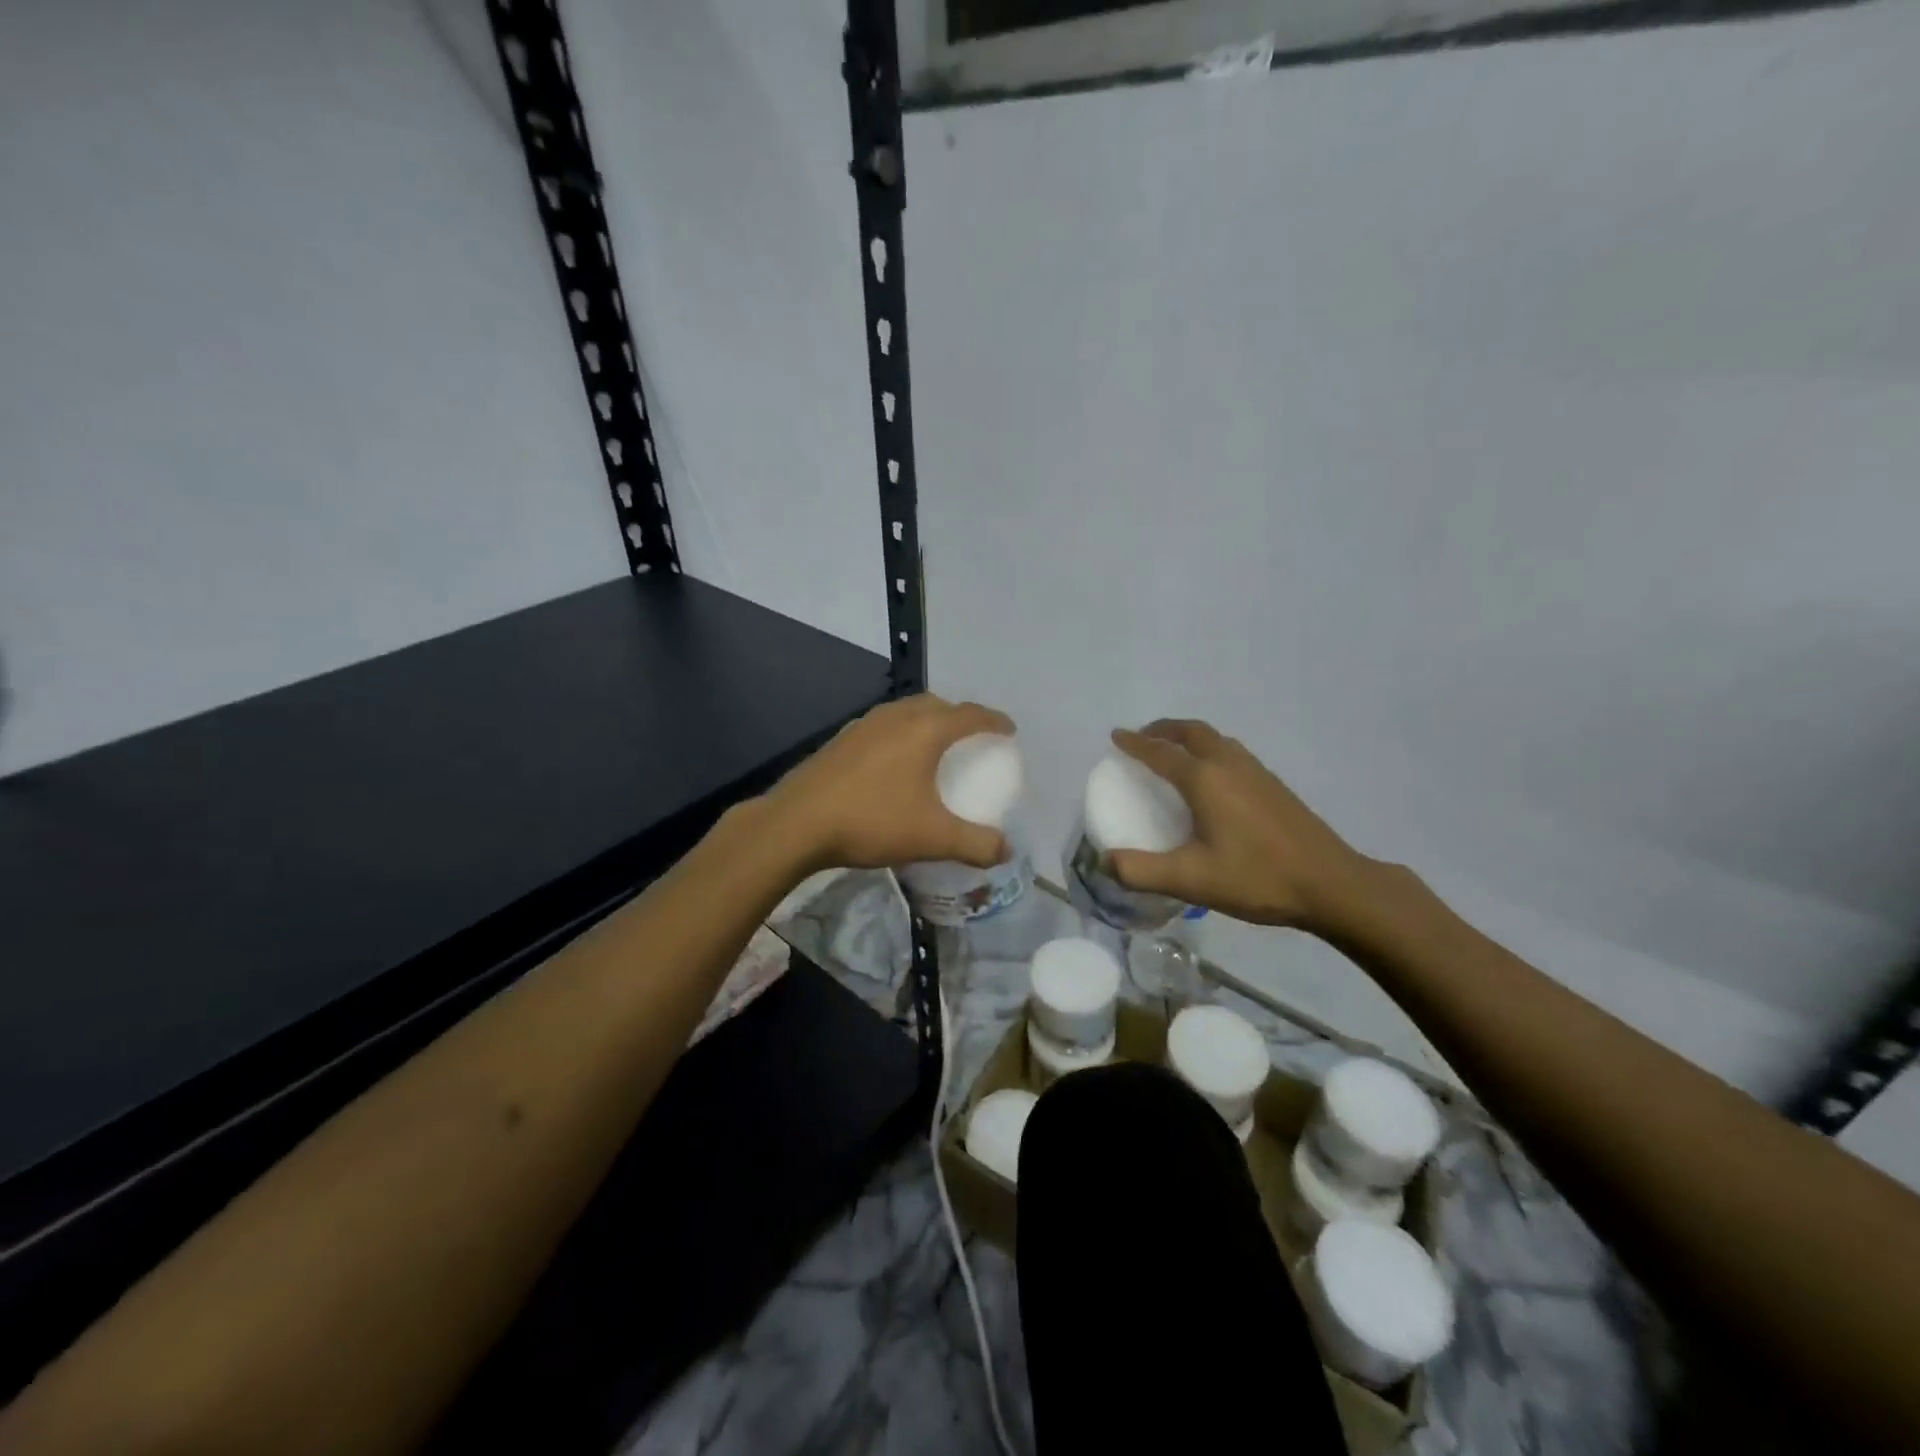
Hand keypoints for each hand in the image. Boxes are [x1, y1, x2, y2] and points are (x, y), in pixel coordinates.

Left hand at [763, 695, 1015, 872]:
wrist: (796, 824)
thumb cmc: (872, 821)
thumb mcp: (932, 838)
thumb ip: (976, 844)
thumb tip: (1006, 850)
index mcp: (925, 730)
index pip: (970, 714)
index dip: (994, 721)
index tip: (1009, 731)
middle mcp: (896, 717)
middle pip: (937, 705)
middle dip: (959, 717)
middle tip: (972, 740)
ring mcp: (864, 724)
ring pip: (906, 712)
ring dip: (927, 722)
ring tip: (934, 748)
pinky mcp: (841, 738)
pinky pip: (883, 726)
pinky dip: (901, 734)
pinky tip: (893, 763)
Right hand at [1105, 720, 1375, 935]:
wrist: (1331, 884)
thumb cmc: (1256, 878)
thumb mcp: (1190, 879)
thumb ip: (1141, 871)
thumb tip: (1103, 861)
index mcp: (1205, 779)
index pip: (1160, 752)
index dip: (1135, 743)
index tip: (1116, 736)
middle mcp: (1229, 765)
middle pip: (1192, 731)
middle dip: (1164, 730)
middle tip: (1144, 738)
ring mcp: (1256, 772)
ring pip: (1216, 739)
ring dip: (1189, 737)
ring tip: (1174, 754)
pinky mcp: (1274, 785)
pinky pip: (1231, 753)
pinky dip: (1209, 751)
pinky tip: (1212, 780)